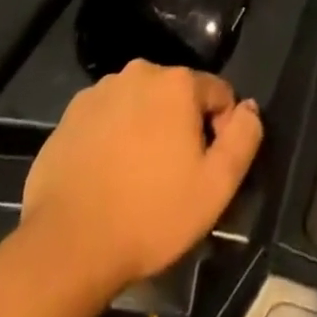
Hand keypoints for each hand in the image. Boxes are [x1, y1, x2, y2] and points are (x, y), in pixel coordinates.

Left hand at [22, 62, 261, 296]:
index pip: (218, 94)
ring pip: (140, 104)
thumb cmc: (149, 214)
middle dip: (181, 127)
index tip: (206, 169)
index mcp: (178, 82)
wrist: (66, 244)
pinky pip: (107, 118)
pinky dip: (112, 137)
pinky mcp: (71, 114)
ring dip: (146, 129)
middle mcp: (141, 71)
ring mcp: (101, 90)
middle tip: (172, 176)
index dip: (221, 131)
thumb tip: (249, 108)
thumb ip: (244, 138)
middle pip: (177, 95)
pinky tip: (106, 176)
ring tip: (137, 178)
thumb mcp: (215, 187)